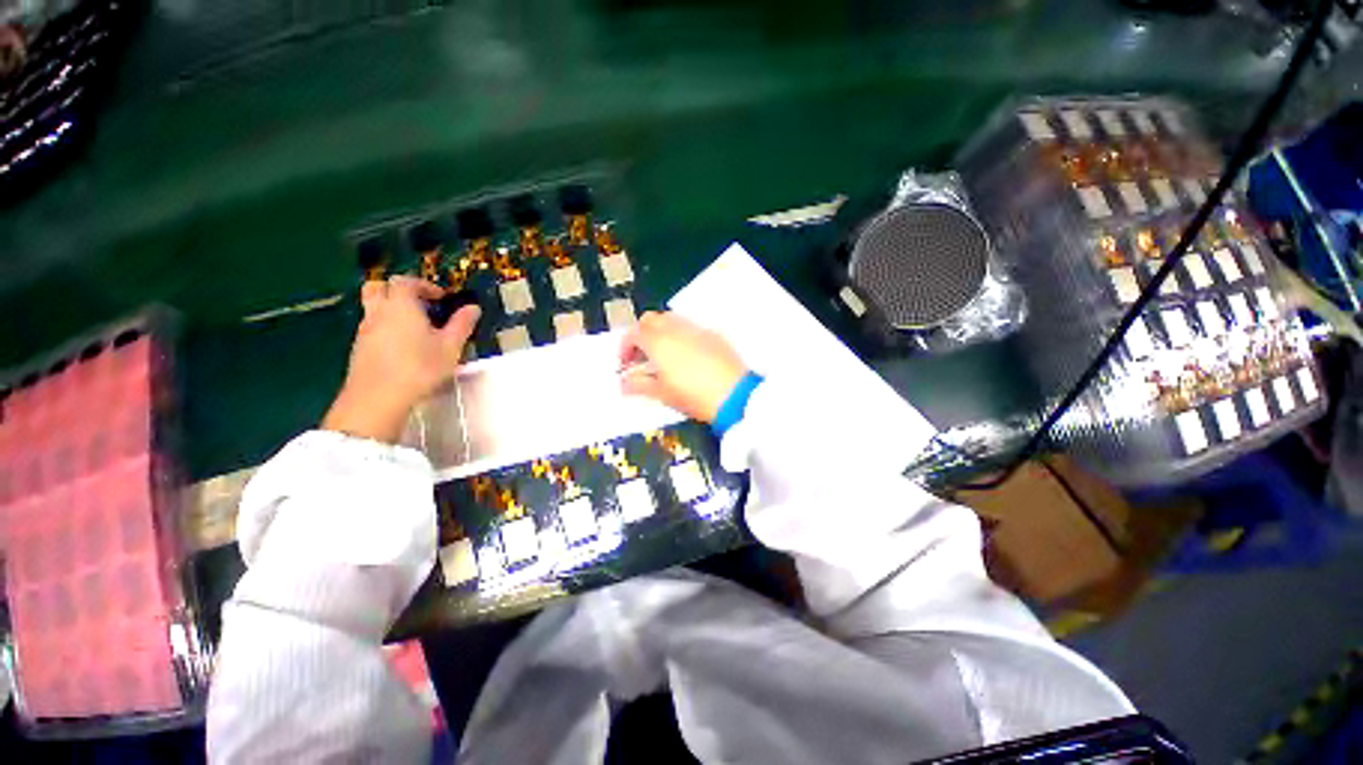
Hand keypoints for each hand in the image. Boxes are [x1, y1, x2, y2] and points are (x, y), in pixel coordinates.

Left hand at [323, 277, 479, 442]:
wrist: (378, 398)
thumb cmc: (420, 367)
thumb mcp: (450, 346)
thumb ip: (462, 324)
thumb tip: (473, 307)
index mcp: (401, 305)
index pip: (406, 281)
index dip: (424, 285)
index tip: (441, 297)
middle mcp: (378, 312)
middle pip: (379, 287)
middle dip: (398, 289)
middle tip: (419, 303)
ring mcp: (365, 330)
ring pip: (373, 307)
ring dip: (391, 309)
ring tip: (415, 326)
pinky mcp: (359, 348)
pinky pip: (371, 326)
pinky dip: (386, 326)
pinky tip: (403, 346)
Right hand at [619, 312, 747, 422]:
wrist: (734, 395)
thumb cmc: (692, 395)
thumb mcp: (662, 393)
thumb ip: (638, 385)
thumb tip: (624, 383)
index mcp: (658, 341)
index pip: (633, 333)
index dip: (625, 347)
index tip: (625, 364)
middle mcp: (675, 329)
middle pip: (651, 320)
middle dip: (641, 334)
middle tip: (642, 356)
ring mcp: (696, 329)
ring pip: (671, 320)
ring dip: (661, 332)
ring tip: (663, 356)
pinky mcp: (713, 335)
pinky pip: (690, 328)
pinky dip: (680, 336)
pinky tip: (686, 357)